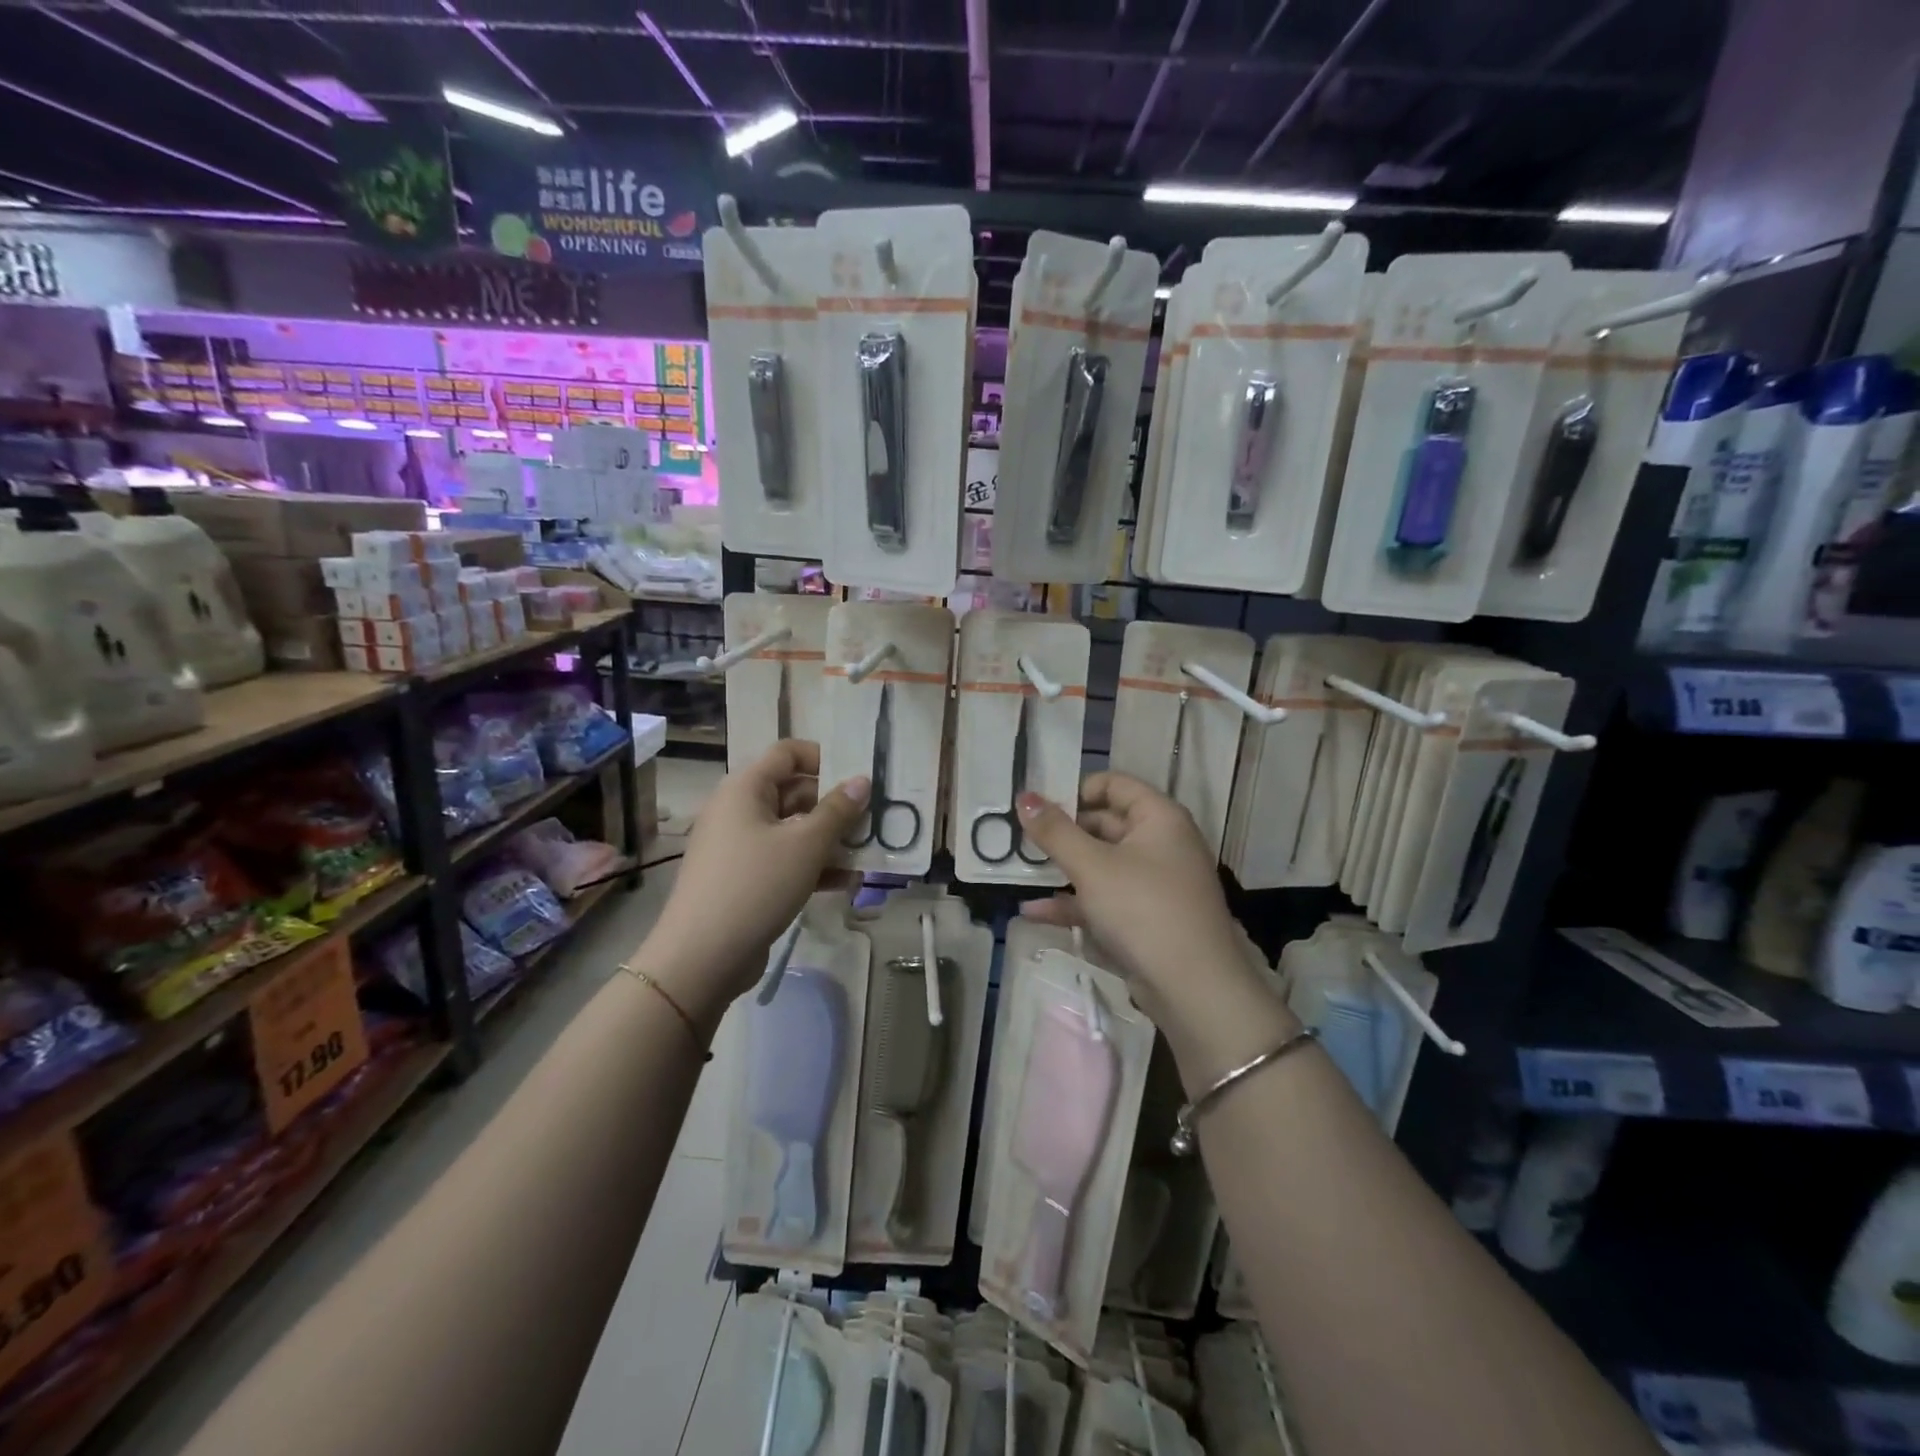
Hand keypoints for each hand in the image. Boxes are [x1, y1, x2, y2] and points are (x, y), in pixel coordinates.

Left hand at [632, 740, 868, 1027]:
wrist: (702, 957)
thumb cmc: (756, 885)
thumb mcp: (806, 845)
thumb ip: (838, 810)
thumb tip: (862, 780)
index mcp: (745, 788)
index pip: (787, 753)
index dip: (824, 758)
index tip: (858, 776)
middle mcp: (739, 810)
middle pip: (793, 791)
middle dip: (834, 804)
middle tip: (873, 817)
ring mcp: (739, 846)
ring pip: (792, 829)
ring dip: (829, 839)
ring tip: (868, 851)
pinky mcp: (744, 879)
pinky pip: (784, 860)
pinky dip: (813, 866)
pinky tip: (848, 882)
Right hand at [1015, 772, 1257, 1024]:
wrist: (1194, 989)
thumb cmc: (1143, 910)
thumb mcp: (1091, 866)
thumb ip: (1054, 831)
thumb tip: (1024, 796)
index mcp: (1159, 818)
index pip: (1114, 783)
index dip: (1076, 789)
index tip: (1039, 807)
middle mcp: (1162, 844)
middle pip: (1105, 824)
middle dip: (1063, 833)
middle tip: (1020, 840)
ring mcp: (1155, 884)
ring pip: (1102, 865)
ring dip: (1063, 869)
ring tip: (1020, 872)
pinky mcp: (1146, 919)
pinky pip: (1105, 899)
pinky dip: (1075, 903)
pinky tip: (1034, 911)